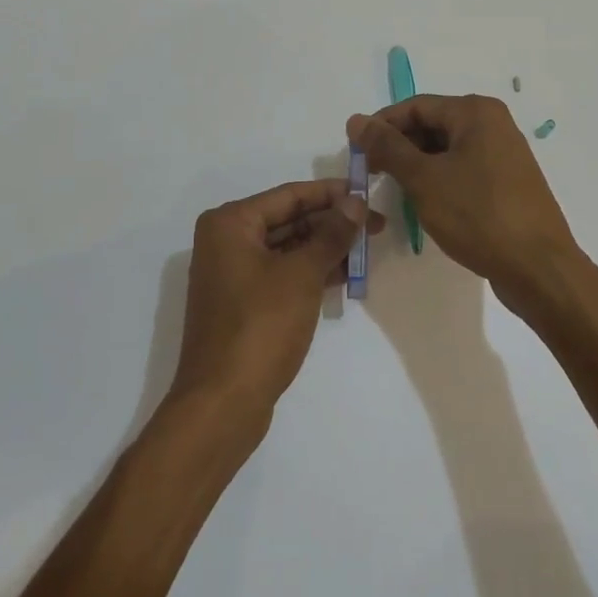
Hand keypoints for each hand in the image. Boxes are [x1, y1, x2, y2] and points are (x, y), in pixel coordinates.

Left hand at [167, 179, 382, 431]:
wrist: (222, 404)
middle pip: (288, 220)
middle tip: (375, 225)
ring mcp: (232, 274)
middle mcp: (226, 241)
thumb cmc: (261, 326)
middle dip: (331, 222)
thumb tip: (356, 202)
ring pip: (287, 248)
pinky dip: (311, 272)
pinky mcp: (242, 303)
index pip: (290, 196)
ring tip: (367, 249)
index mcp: (231, 223)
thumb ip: (331, 234)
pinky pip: (282, 273)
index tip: (367, 192)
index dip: (331, 193)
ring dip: (325, 248)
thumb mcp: (302, 275)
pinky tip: (344, 275)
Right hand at [347, 95, 581, 304]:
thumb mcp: (424, 179)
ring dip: (418, 165)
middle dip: (399, 147)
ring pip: (447, 149)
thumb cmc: (478, 215)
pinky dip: (440, 179)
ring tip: (394, 190)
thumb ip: (387, 147)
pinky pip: (464, 169)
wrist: (539, 269)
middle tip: (371, 173)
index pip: (415, 106)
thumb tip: (356, 120)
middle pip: (432, 125)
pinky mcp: (507, 182)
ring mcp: (503, 153)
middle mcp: (492, 124)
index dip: (381, 126)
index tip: (355, 151)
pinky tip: (425, 203)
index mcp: (475, 112)